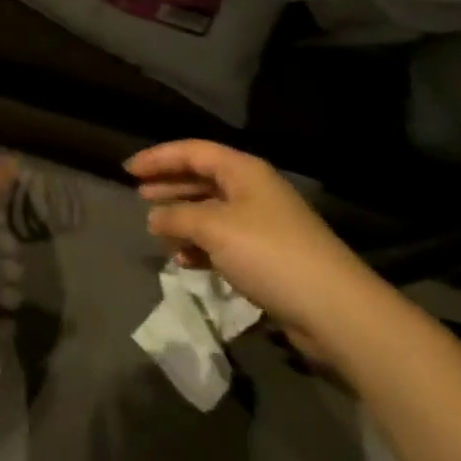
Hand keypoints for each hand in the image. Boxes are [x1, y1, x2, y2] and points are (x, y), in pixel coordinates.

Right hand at [124, 140, 376, 344]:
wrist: (333, 308)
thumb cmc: (268, 253)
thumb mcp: (213, 228)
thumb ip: (177, 216)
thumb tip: (154, 217)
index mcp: (243, 171)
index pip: (193, 152)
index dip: (158, 158)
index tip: (127, 171)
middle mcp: (253, 190)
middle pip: (202, 178)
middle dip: (169, 186)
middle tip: (139, 196)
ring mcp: (262, 223)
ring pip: (211, 211)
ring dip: (183, 219)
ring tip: (157, 232)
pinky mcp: (266, 256)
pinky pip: (222, 241)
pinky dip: (200, 246)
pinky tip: (183, 261)